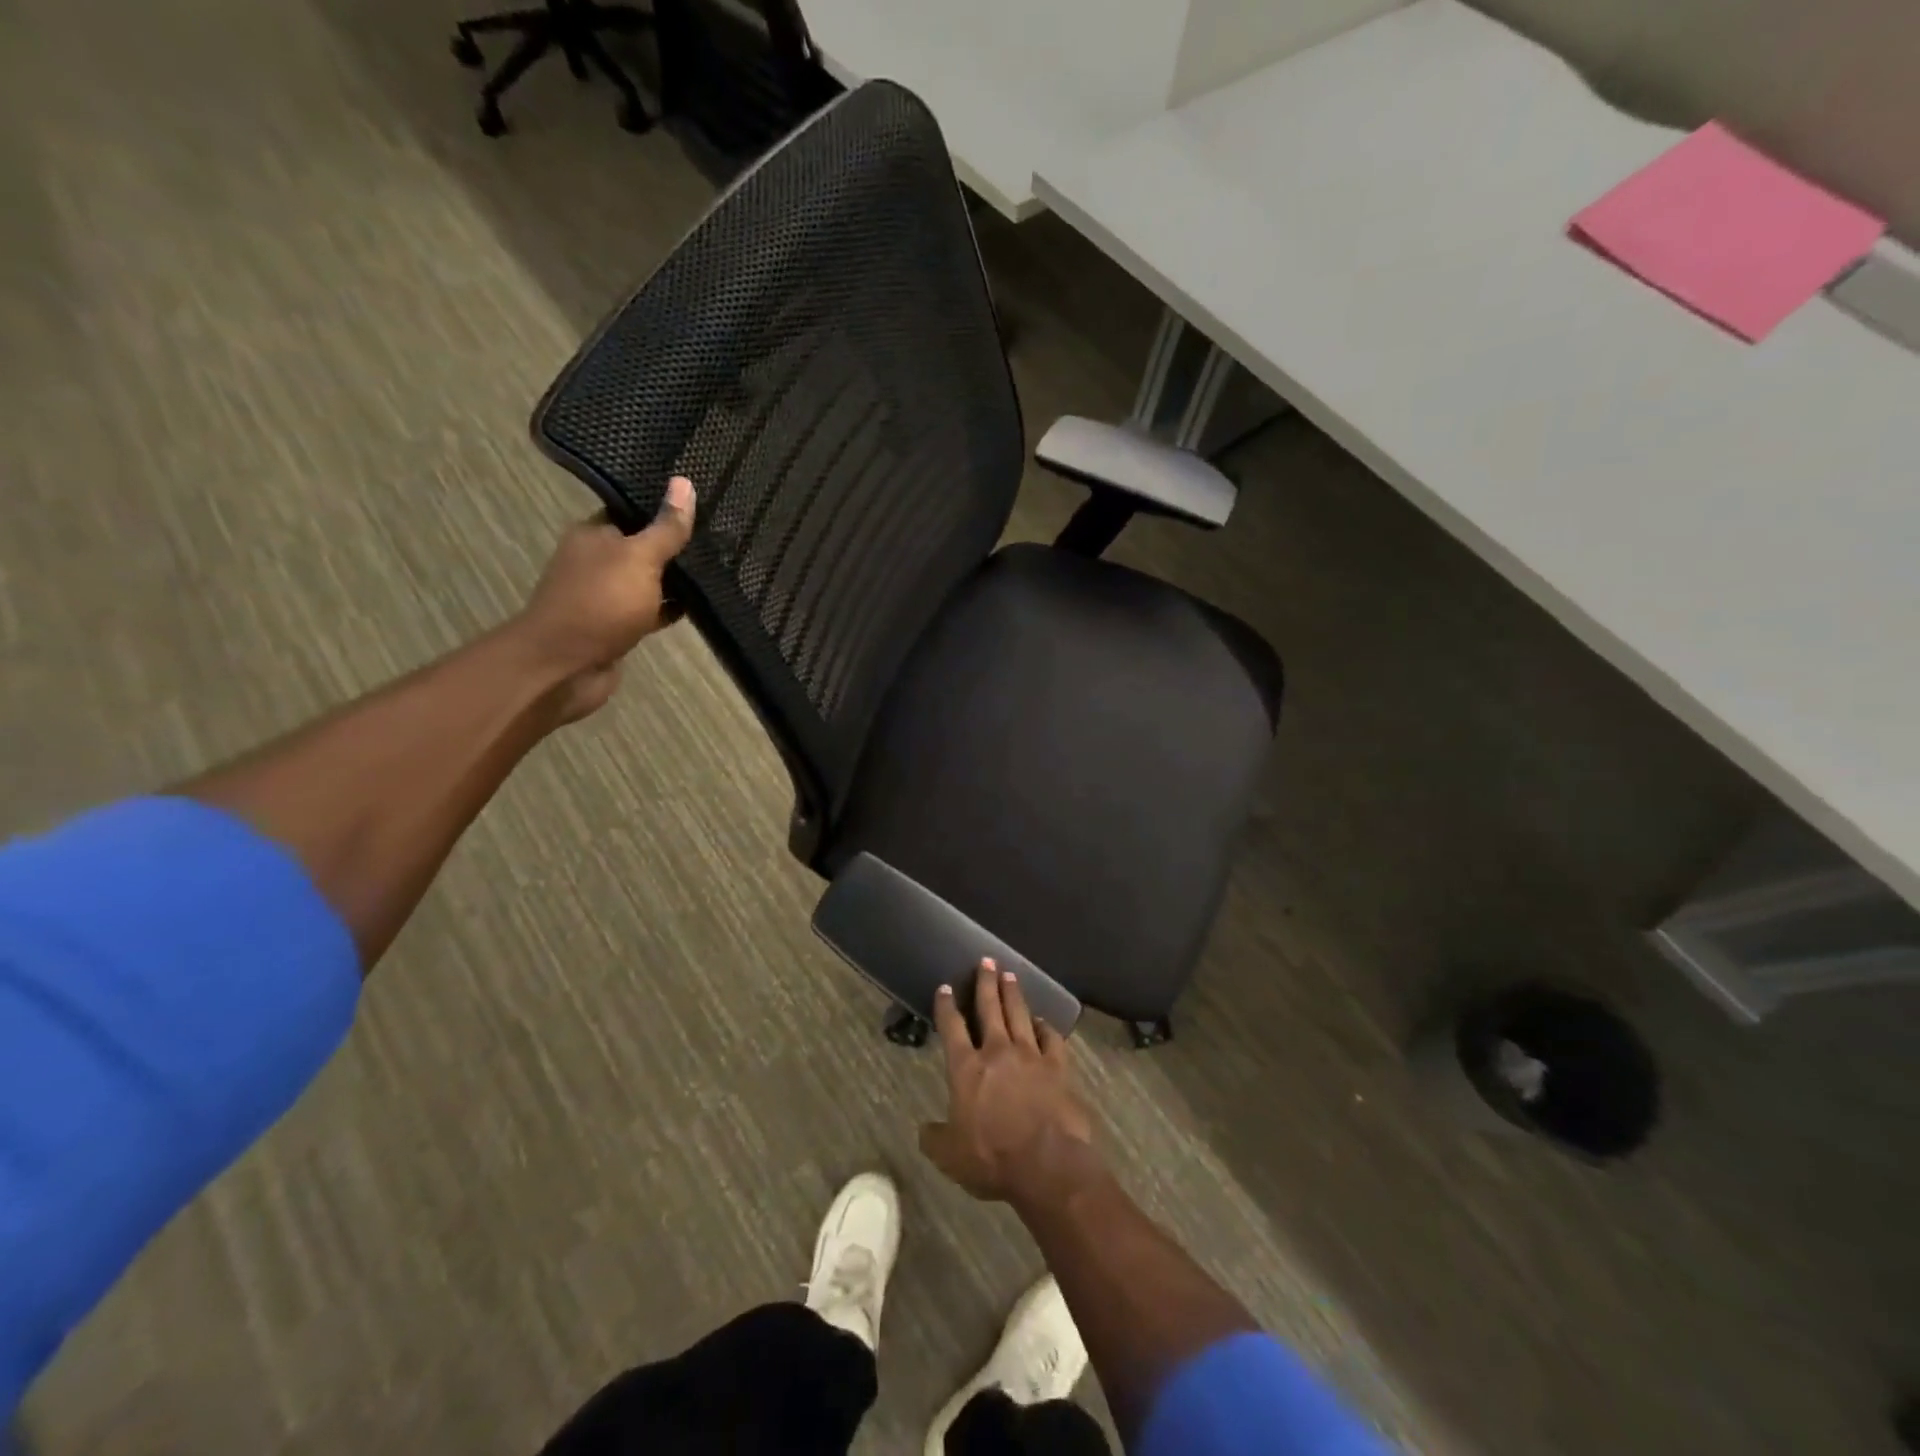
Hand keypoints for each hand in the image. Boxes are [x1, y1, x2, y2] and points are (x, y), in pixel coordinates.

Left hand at [513, 477, 695, 721]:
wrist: (566, 667)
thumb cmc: (601, 603)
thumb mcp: (640, 558)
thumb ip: (666, 528)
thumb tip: (685, 482)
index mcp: (594, 535)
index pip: (632, 513)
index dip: (664, 510)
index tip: (702, 508)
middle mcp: (596, 562)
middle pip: (641, 547)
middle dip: (674, 547)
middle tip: (717, 540)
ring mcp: (605, 597)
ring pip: (647, 582)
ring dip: (674, 581)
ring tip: (716, 571)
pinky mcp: (617, 628)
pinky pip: (649, 611)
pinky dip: (669, 609)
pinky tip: (698, 608)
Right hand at [920, 960, 1099, 1209]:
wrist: (1047, 1164)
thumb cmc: (992, 1159)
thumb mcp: (950, 1156)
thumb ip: (935, 1138)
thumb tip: (924, 1129)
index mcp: (966, 1069)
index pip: (952, 1028)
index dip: (947, 1006)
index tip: (946, 987)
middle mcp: (997, 1052)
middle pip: (990, 1008)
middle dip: (986, 982)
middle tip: (986, 960)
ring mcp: (1031, 1056)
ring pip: (1019, 1014)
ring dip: (1013, 993)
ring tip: (1010, 974)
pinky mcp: (1058, 1067)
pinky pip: (1051, 1038)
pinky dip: (1045, 1026)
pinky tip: (1042, 1021)